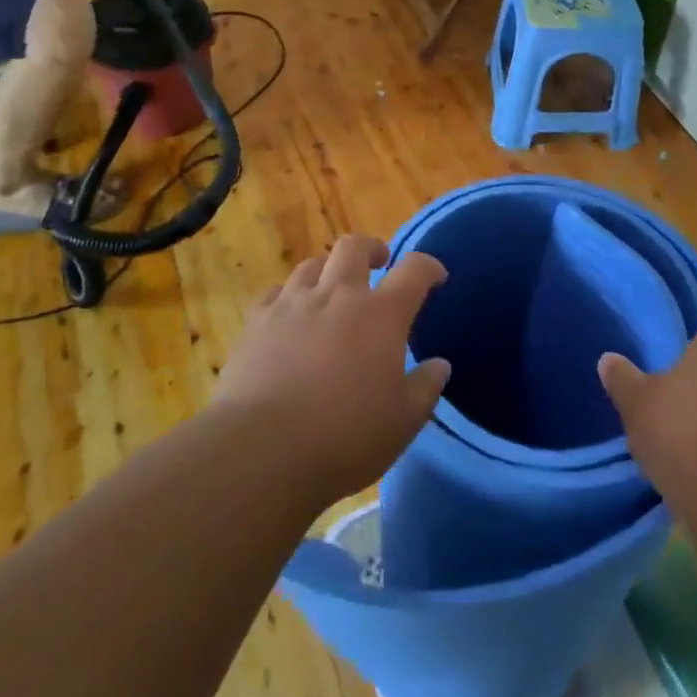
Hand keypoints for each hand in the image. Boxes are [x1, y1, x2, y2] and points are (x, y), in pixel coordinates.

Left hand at [213, 235, 451, 507]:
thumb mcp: (402, 423)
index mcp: (381, 315)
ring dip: (329, 270)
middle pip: (354, 248)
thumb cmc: (344, 438)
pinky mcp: (257, 320)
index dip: (428, 267)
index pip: (414, 271)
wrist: (263, 449)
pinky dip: (289, 296)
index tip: (435, 276)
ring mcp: (293, 303)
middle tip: (379, 262)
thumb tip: (440, 365)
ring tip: (331, 288)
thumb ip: (425, 388)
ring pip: (313, 264)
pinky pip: (276, 292)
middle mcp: (338, 295)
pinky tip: (289, 314)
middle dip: (371, 249)